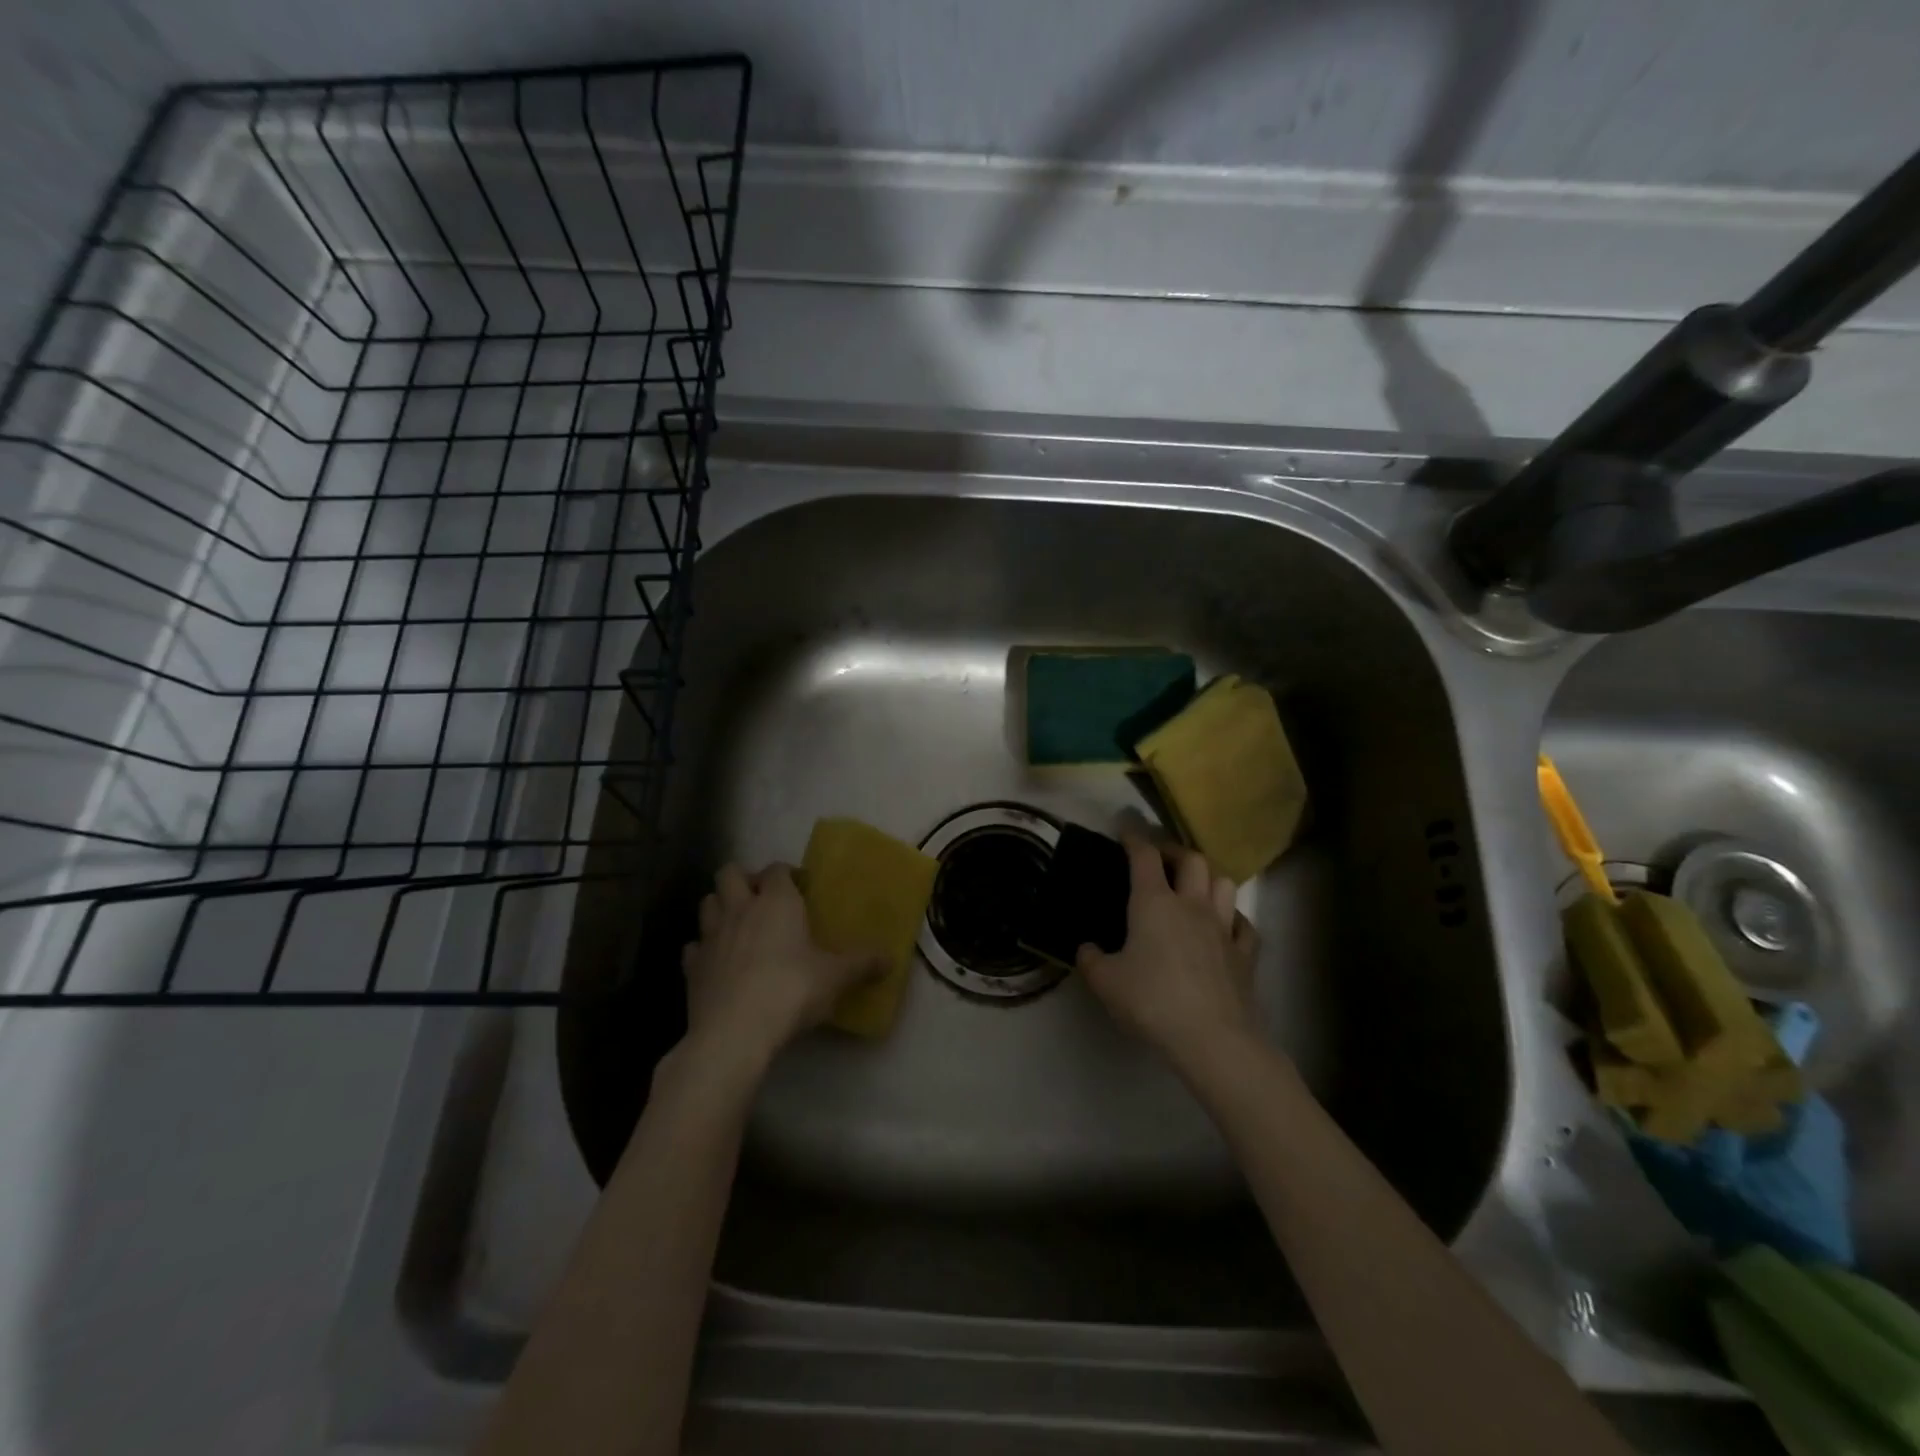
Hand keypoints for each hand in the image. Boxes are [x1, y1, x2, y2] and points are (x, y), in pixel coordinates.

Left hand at [679, 864, 883, 1078]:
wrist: (735, 1032)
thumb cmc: (792, 991)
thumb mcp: (837, 978)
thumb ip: (863, 964)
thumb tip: (891, 958)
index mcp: (777, 901)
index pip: (777, 869)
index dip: (787, 874)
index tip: (801, 888)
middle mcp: (741, 909)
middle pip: (729, 873)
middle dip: (743, 879)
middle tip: (762, 899)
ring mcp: (711, 937)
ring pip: (707, 903)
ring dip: (720, 907)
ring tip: (738, 925)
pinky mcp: (691, 967)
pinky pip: (694, 946)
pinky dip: (703, 949)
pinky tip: (717, 962)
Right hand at [1077, 833, 1260, 1073]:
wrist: (1212, 1038)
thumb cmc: (1152, 1001)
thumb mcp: (1105, 982)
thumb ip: (1091, 960)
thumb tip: (1087, 948)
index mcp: (1154, 902)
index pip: (1144, 856)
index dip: (1134, 839)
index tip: (1125, 832)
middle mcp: (1191, 905)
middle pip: (1192, 859)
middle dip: (1175, 851)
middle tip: (1161, 859)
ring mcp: (1223, 927)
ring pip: (1224, 883)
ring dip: (1209, 878)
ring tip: (1195, 887)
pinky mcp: (1245, 954)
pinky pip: (1244, 924)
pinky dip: (1233, 919)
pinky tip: (1225, 927)